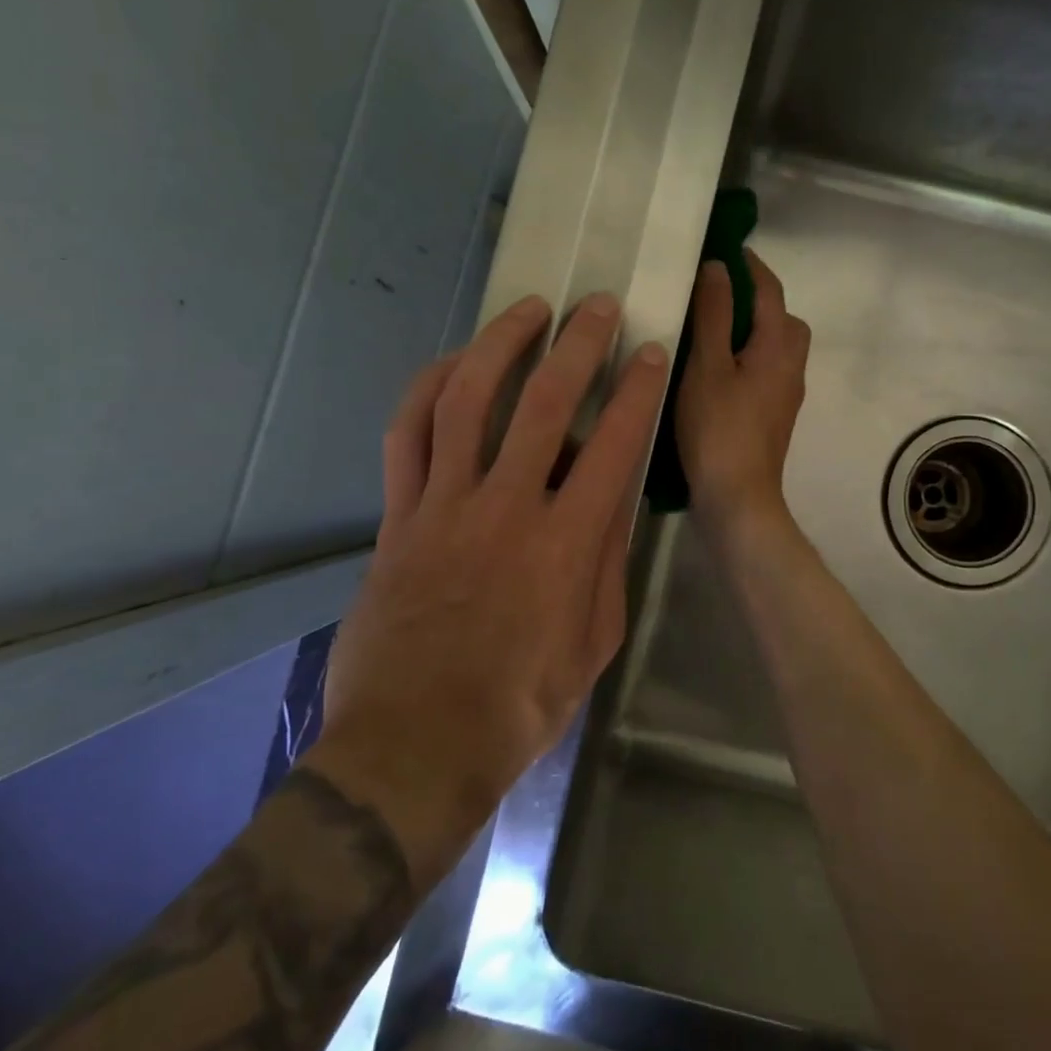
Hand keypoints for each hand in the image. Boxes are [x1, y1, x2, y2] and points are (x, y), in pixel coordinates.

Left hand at [306, 293, 668, 884]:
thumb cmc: (520, 704)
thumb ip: (608, 563)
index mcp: (566, 543)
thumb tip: (614, 501)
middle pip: (545, 403)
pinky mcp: (398, 516)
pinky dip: (427, 390)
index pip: (614, 444)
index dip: (638, 390)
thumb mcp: (594, 641)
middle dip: (578, 344)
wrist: (415, 744)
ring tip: (526, 310)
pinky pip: (407, 436)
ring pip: (468, 400)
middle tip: (596, 307)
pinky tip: (451, 364)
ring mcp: (444, 505)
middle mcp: (507, 507)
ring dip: (500, 345)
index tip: (651, 353)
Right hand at [675, 250, 810, 538]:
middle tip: (715, 293)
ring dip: (750, 330)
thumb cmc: (719, 429)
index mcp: (778, 347)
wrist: (738, 499)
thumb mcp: (707, 365)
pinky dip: (746, 357)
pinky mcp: (773, 417)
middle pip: (782, 319)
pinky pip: (765, 371)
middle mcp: (791, 367)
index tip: (725, 247)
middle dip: (756, 299)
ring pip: (775, 348)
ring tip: (709, 330)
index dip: (750, 266)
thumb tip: (718, 267)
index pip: (770, 291)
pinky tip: (714, 371)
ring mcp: (785, 395)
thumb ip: (713, 314)